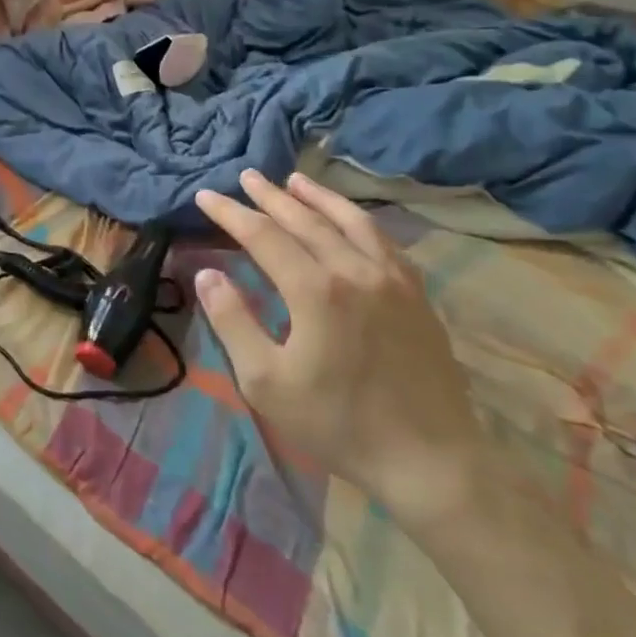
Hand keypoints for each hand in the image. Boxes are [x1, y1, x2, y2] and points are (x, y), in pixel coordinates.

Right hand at [194, 170, 486, 530]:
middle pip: (305, 220)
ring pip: (350, 221)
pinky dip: (358, 220)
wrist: (430, 461)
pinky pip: (383, 241)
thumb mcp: (266, 382)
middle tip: (246, 176)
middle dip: (270, 196)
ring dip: (318, 197)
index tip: (205, 195)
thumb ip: (233, 322)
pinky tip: (350, 220)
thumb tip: (208, 274)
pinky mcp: (417, 295)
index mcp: (315, 289)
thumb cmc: (338, 423)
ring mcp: (392, 279)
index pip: (262, 235)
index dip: (230, 213)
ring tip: (295, 180)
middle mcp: (354, 270)